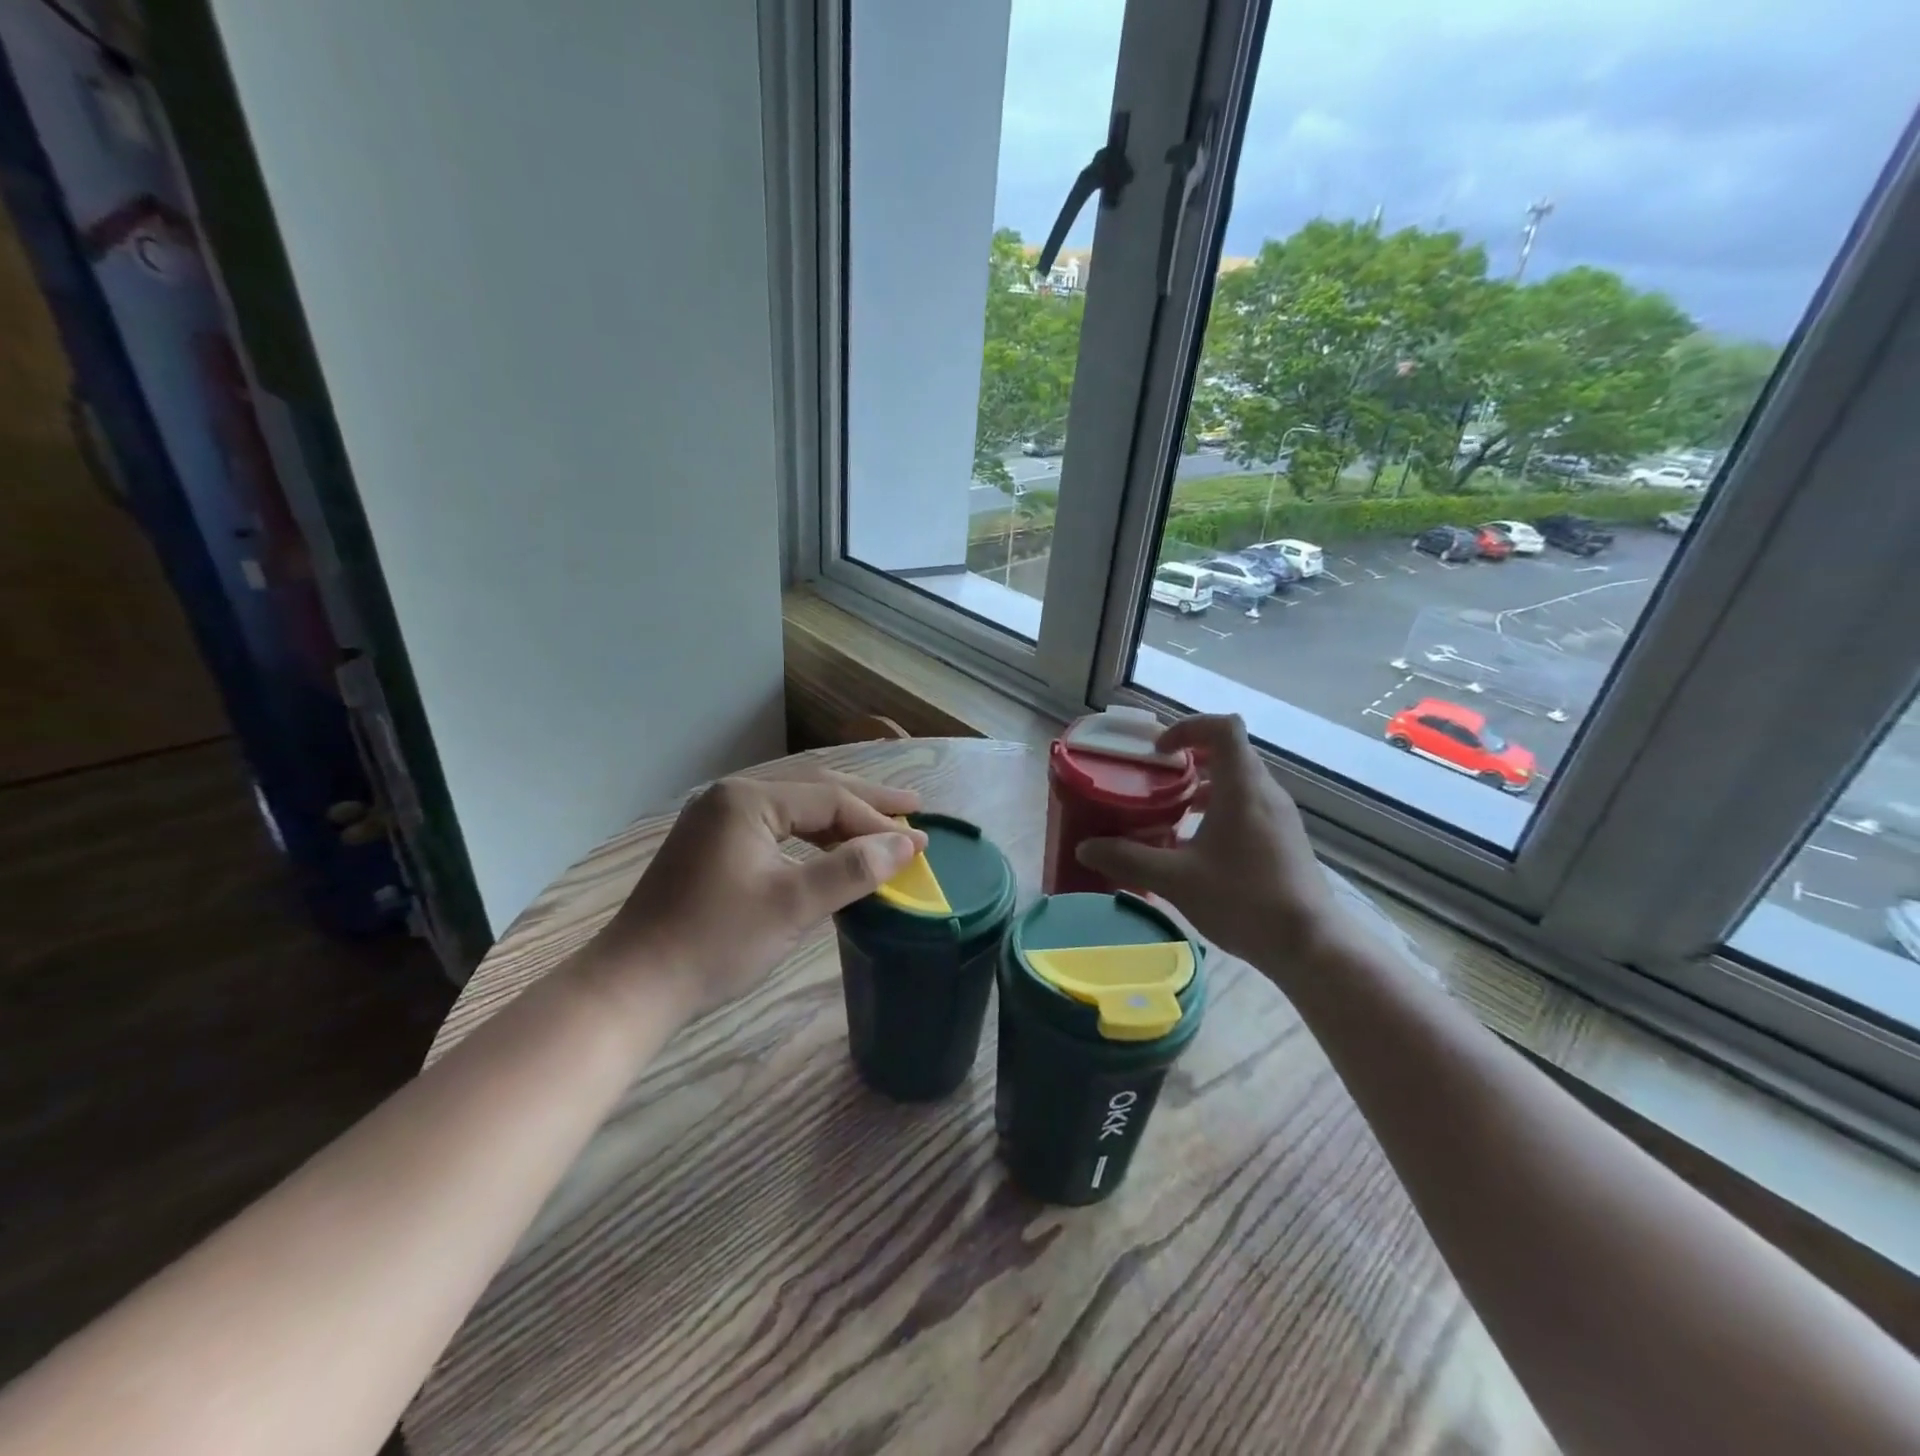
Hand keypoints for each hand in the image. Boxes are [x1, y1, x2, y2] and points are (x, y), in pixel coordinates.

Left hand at [580, 769, 925, 1026]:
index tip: (920, 841)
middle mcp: (731, 797)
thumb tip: (907, 845)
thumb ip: (853, 869)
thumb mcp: (793, 903)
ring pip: (793, 811)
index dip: (878, 820)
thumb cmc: (716, 940)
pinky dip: (810, 839)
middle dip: (864, 802)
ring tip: (880, 828)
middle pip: (812, 791)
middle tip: (912, 807)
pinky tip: (830, 851)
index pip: (829, 799)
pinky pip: (774, 829)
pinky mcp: (711, 847)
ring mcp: (716, 821)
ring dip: (838, 820)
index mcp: (748, 799)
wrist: (635, 986)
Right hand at [1076, 714, 1352, 971]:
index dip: (1188, 727)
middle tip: (1155, 780)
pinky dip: (1220, 811)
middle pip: (1229, 754)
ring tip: (1169, 813)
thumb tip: (1085, 848)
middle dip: (1189, 760)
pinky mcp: (1285, 841)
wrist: (1310, 945)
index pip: (1223, 727)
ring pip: (1239, 783)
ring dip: (1204, 788)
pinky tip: (1196, 848)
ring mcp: (1280, 817)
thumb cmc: (1244, 900)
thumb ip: (1128, 858)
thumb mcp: (1176, 880)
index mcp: (1243, 787)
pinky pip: (1248, 807)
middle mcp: (1265, 793)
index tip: (1159, 751)